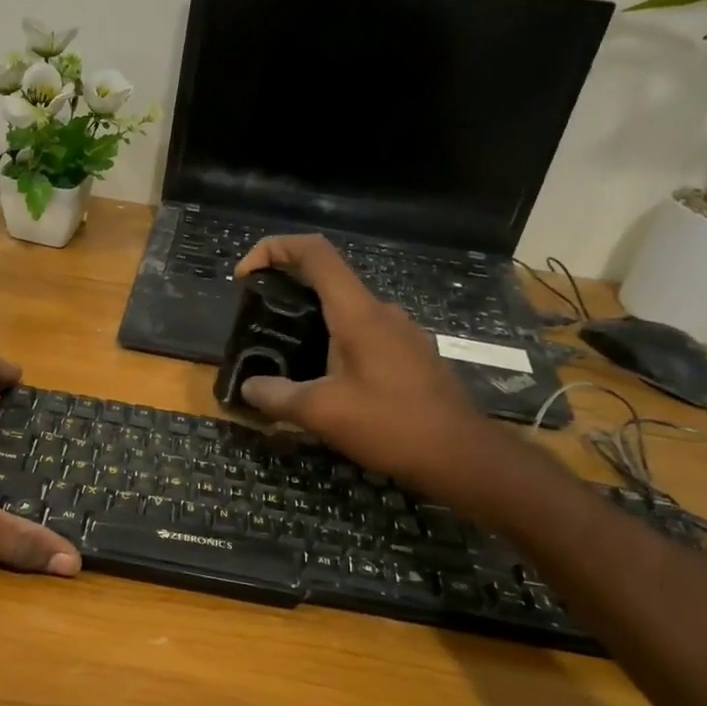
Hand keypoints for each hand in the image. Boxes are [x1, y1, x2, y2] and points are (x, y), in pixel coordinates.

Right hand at [233, 235, 521, 506]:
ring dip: (312, 324)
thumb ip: (278, 396)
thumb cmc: (391, 425)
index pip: (314, 253)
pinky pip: (364, 335)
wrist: (461, 456)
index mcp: (357, 312)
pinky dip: (335, 344)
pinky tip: (325, 381)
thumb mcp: (322, 413)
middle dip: (286, 292)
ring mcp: (401, 332)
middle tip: (259, 325)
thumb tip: (249, 388)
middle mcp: (381, 311)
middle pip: (327, 280)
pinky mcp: (411, 355)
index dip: (274, 249)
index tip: (245, 275)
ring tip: (286, 359)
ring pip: (346, 312)